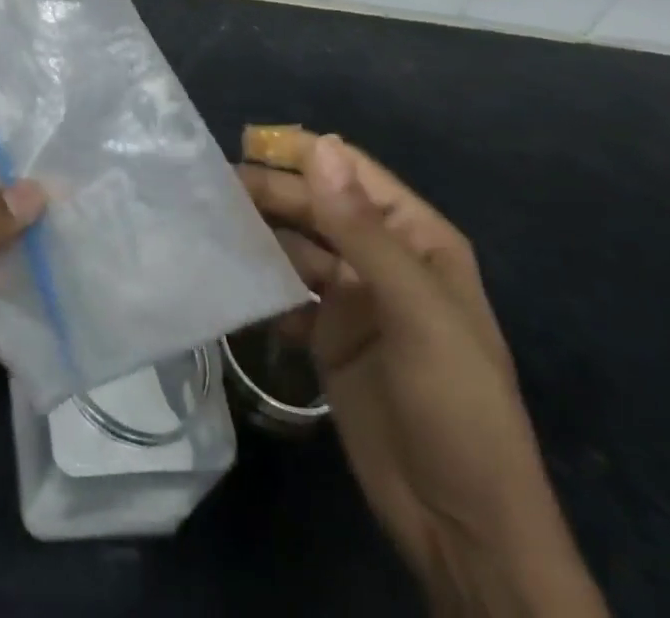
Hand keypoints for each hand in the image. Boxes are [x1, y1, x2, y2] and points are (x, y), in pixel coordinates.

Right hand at [240, 131, 606, 617]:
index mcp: (416, 239)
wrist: (461, 526)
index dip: (302, 154)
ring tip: (208, 220)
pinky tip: (225, 273)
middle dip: (270, 192)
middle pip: (316, 206)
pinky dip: (258, 279)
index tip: (244, 142)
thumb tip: (320, 146)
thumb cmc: (455, 405)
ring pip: (296, 244)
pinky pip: (285, 289)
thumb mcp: (416, 312)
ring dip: (258, 231)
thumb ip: (362, 230)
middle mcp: (380, 257)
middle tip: (211, 186)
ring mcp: (351, 296)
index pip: (351, 173)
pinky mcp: (325, 333)